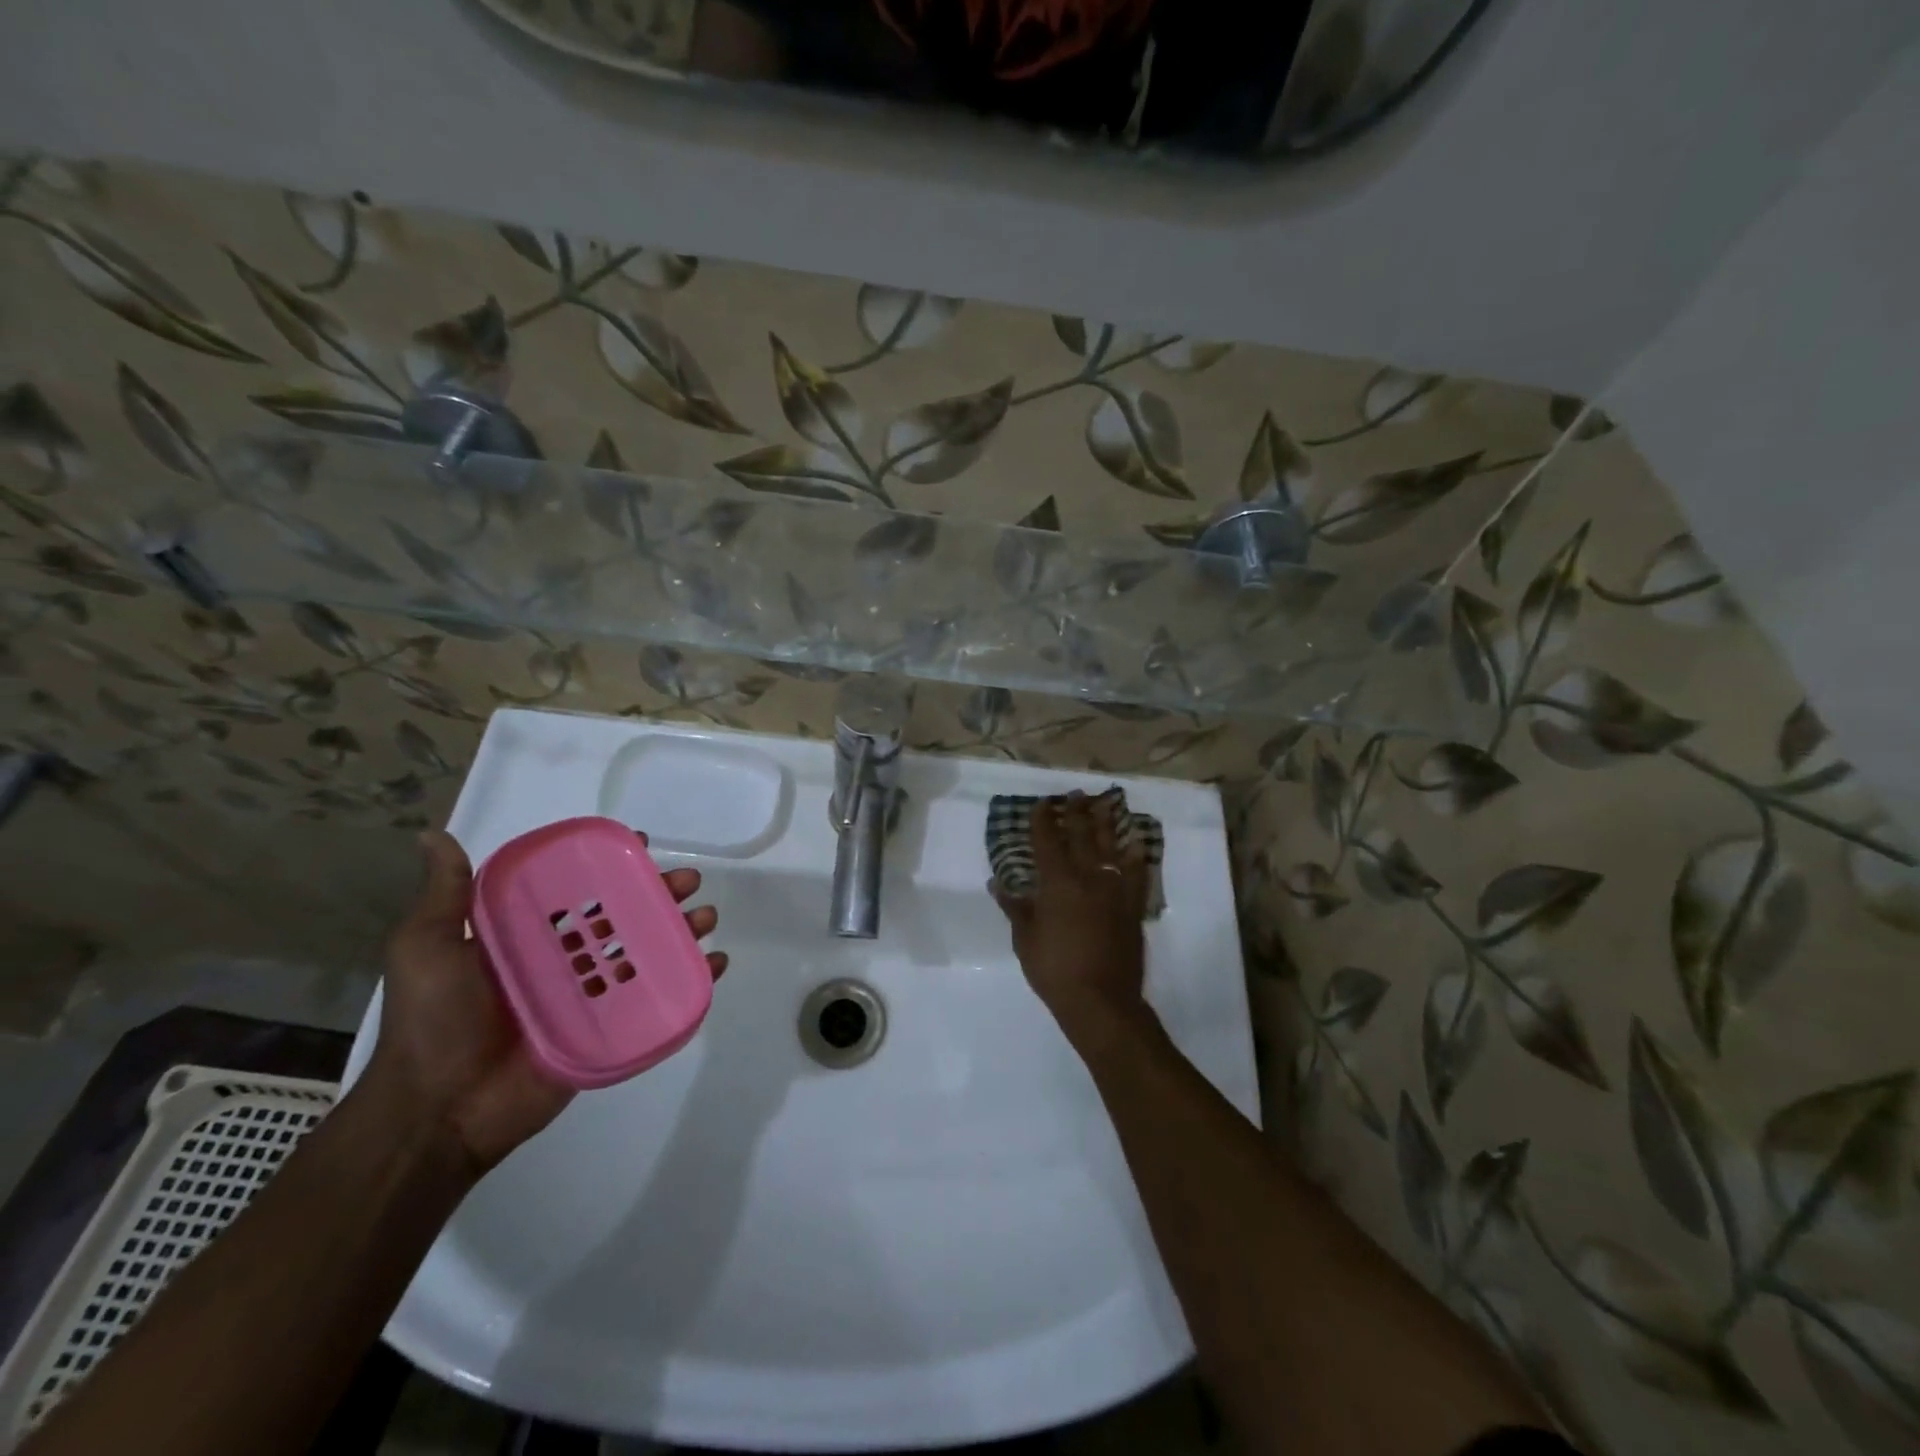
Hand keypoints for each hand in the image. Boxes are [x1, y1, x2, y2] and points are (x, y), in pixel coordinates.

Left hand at [365, 829, 727, 1173]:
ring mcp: (591, 996)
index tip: (638, 843)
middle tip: (688, 881)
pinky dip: (691, 980)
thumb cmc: (433, 1022)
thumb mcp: (426, 949)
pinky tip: (714, 963)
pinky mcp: (610, 1030)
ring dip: (681, 930)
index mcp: (528, 936)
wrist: (439, 1111)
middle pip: (624, 916)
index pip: (578, 890)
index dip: (610, 864)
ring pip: (646, 952)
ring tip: (705, 917)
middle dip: (660, 893)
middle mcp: (564, 960)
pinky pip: (657, 999)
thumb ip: (444, 896)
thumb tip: (433, 835)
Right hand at [995, 791, 1151, 1045]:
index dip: (1043, 819)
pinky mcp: (1132, 905)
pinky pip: (1137, 872)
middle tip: (1076, 794)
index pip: (1047, 840)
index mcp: (1057, 883)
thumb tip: (997, 883)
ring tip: (1106, 804)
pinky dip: (1136, 855)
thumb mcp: (1025, 939)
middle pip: (1082, 834)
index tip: (1042, 804)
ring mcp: (1114, 889)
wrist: (1101, 1000)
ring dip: (1107, 822)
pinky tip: (1136, 842)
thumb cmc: (1054, 970)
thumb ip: (1015, 907)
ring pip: (1111, 846)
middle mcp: (1087, 877)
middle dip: (1076, 812)